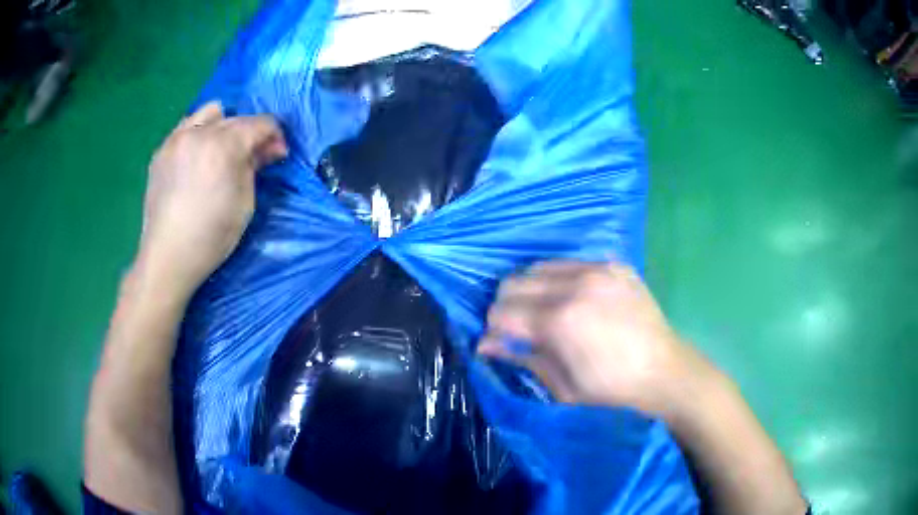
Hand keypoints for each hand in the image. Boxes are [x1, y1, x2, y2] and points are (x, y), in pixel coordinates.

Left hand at [135, 102, 286, 300]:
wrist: (168, 256)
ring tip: (220, 151)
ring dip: (222, 125)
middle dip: (250, 133)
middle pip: (237, 118)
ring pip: (209, 112)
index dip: (275, 136)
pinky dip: (198, 134)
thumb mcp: (245, 203)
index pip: (261, 123)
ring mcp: (177, 139)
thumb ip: (255, 167)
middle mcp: (200, 132)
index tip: (278, 154)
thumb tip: (267, 149)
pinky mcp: (161, 151)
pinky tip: (196, 159)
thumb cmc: (212, 236)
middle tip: (252, 157)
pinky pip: (186, 127)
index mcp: (225, 145)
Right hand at [479, 261, 711, 415]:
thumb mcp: (561, 386)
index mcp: (559, 322)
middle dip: (506, 307)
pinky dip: (559, 279)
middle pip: (513, 282)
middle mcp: (574, 286)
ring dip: (530, 289)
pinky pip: (569, 263)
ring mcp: (596, 270)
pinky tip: (571, 298)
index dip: (493, 330)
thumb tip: (484, 345)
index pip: (501, 313)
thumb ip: (522, 359)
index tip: (498, 342)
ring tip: (543, 310)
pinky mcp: (613, 264)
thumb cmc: (610, 389)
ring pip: (538, 267)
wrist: (663, 370)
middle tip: (518, 327)